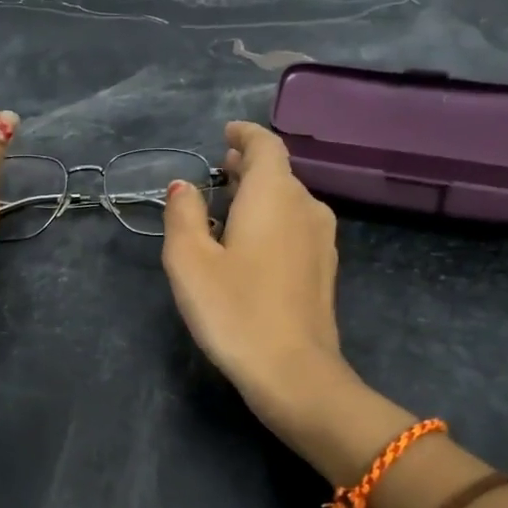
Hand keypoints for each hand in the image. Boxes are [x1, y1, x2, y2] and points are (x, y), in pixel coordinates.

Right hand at [161, 121, 352, 435]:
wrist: (295, 374)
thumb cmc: (235, 311)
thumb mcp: (190, 261)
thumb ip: (183, 215)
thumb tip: (183, 187)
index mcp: (274, 195)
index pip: (266, 145)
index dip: (246, 134)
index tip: (226, 133)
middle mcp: (306, 207)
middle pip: (280, 172)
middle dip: (249, 164)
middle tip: (220, 167)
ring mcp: (321, 240)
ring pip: (290, 200)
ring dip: (261, 193)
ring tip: (231, 202)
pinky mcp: (325, 270)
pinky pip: (297, 226)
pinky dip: (274, 219)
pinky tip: (253, 242)